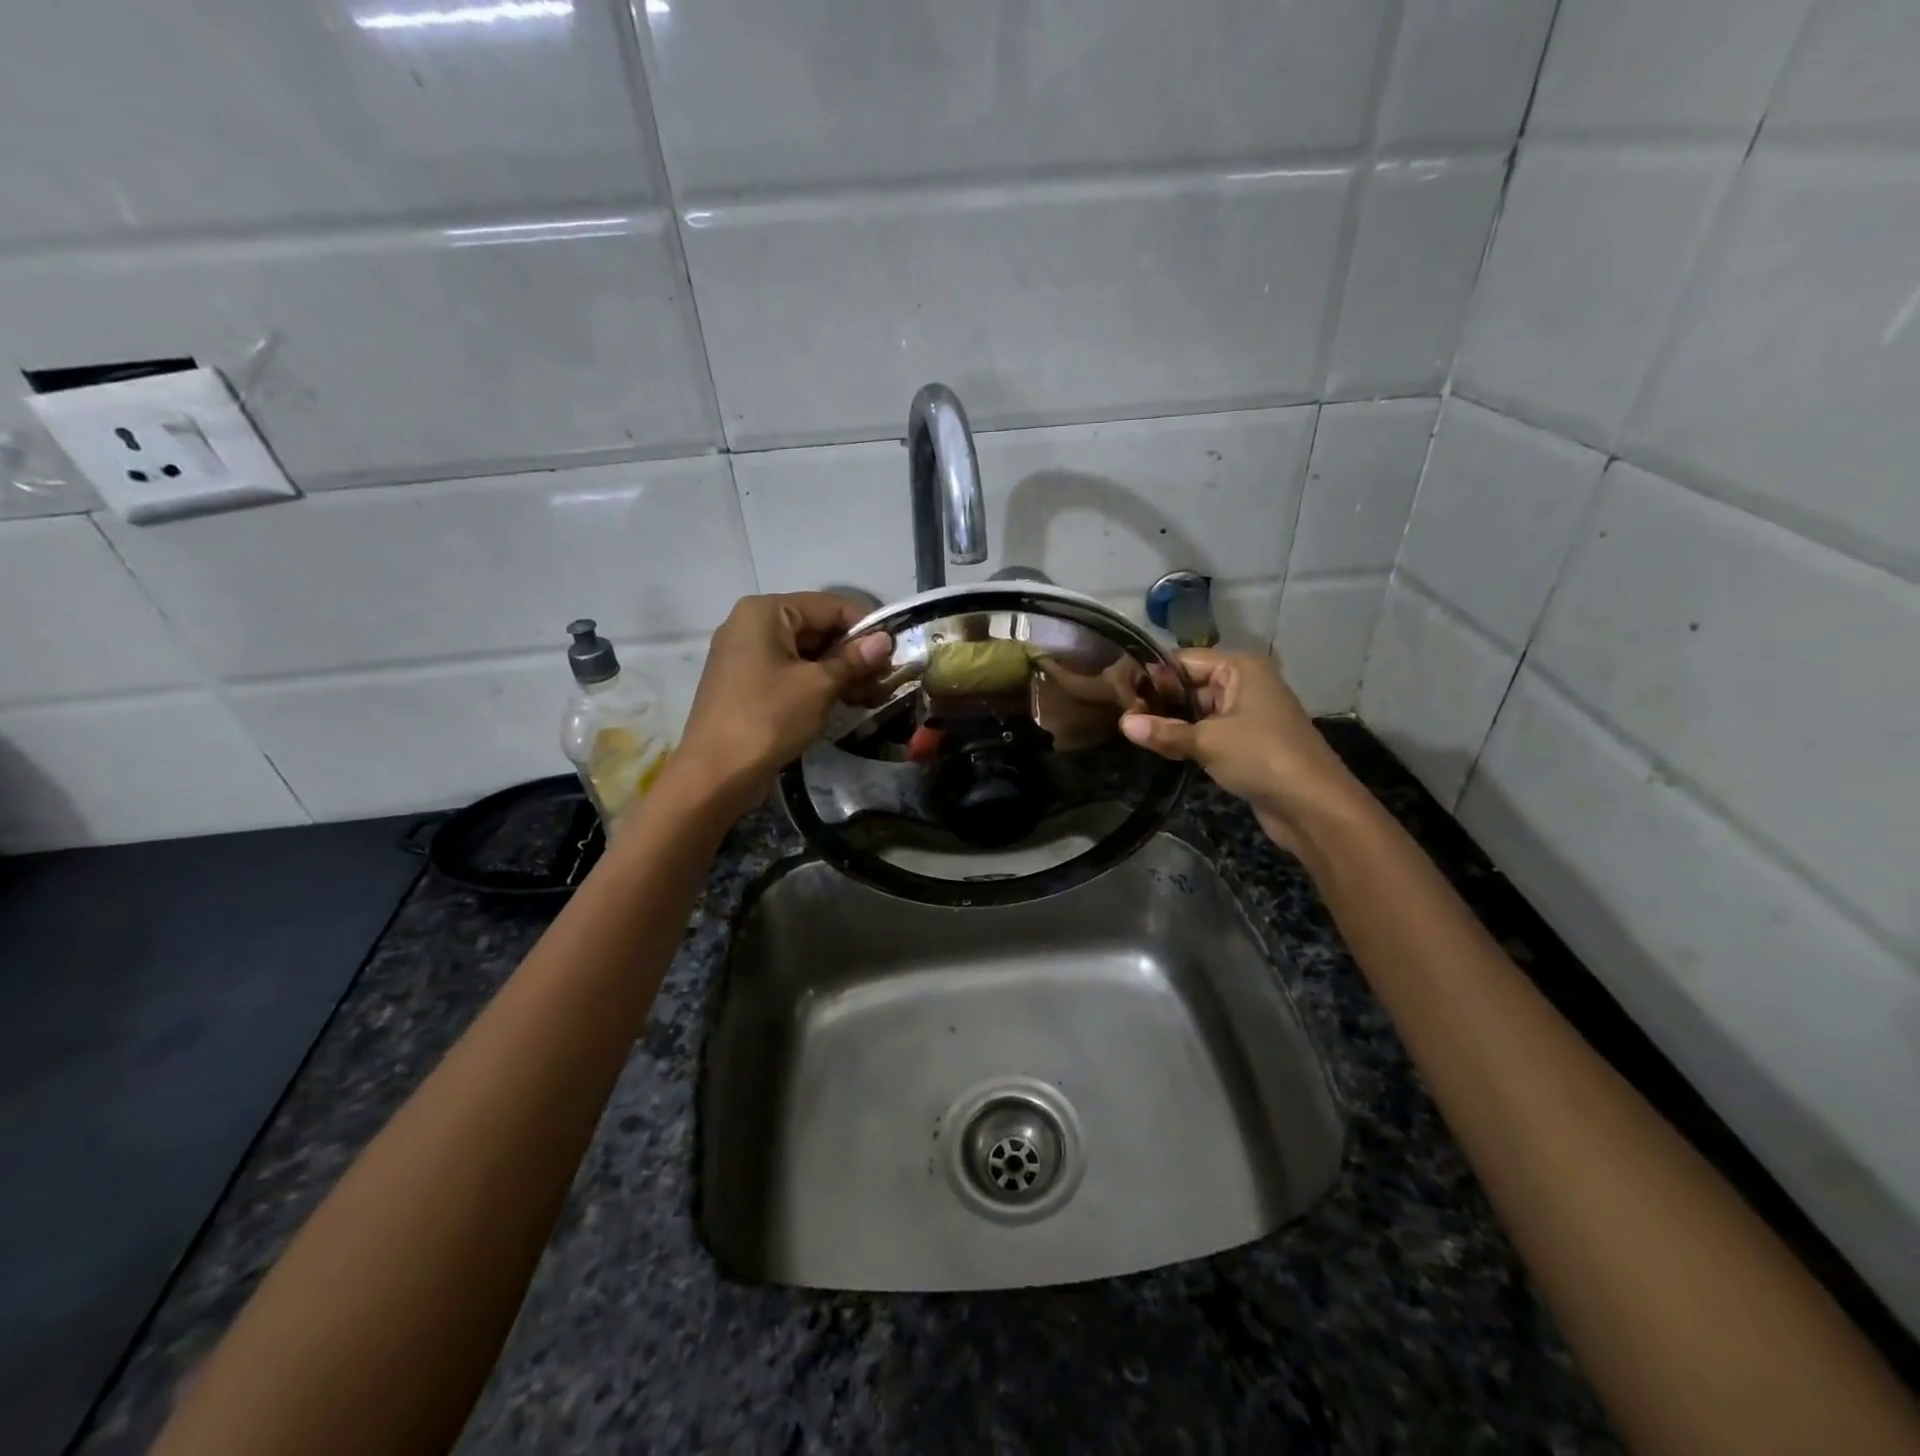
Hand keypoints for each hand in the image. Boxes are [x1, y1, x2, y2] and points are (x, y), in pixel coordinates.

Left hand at [665, 593, 891, 819]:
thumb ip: (854, 659)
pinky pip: (790, 672)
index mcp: (765, 612)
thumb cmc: (768, 718)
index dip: (866, 626)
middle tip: (886, 678)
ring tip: (872, 694)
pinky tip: (845, 701)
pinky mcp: (747, 683)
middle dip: (853, 651)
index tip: (895, 652)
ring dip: (840, 670)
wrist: (715, 774)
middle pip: (817, 627)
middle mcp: (752, 624)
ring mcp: (746, 655)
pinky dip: (818, 683)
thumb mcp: (818, 686)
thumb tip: (885, 641)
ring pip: (805, 652)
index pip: (830, 605)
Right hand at [1119, 649, 1369, 854]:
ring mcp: (1247, 713)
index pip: (1184, 660)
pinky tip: (1161, 748)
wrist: (1313, 805)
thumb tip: (1123, 723)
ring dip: (1172, 722)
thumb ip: (1164, 732)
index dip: (1152, 675)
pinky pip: (1208, 731)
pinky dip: (1187, 738)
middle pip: (1190, 684)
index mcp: (1239, 668)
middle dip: (1159, 700)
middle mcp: (1244, 683)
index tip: (1119, 691)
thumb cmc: (1261, 757)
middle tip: (1120, 715)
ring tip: (1133, 732)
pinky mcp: (1246, 741)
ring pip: (1198, 710)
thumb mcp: (1207, 742)